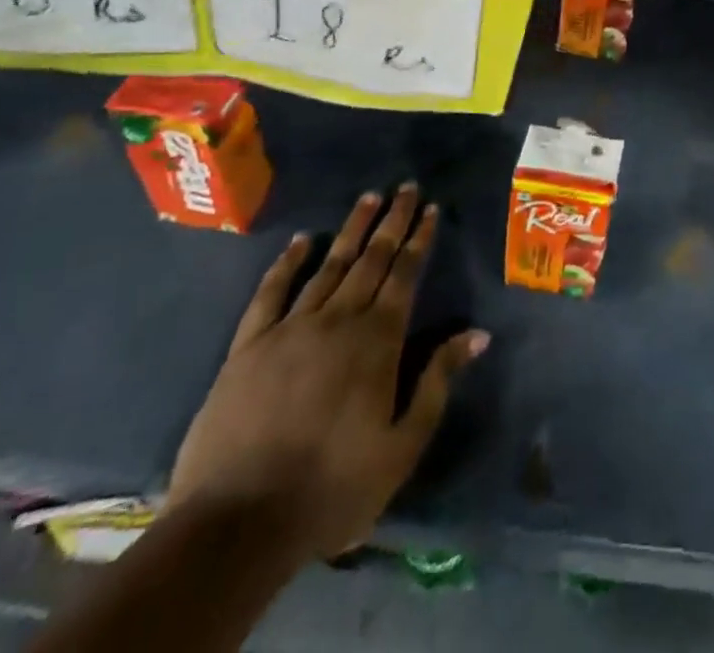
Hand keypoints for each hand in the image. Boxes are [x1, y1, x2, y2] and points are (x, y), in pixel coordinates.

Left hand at [166, 185, 488, 561]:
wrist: (235, 526)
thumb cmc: (331, 488)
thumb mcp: (402, 446)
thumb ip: (438, 382)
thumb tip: (478, 332)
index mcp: (378, 341)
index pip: (405, 275)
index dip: (419, 239)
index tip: (430, 208)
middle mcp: (338, 321)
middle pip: (371, 260)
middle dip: (393, 221)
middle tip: (407, 187)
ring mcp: (289, 329)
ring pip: (329, 266)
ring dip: (351, 230)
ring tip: (369, 198)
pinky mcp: (248, 347)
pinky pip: (270, 293)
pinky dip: (287, 263)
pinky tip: (301, 241)